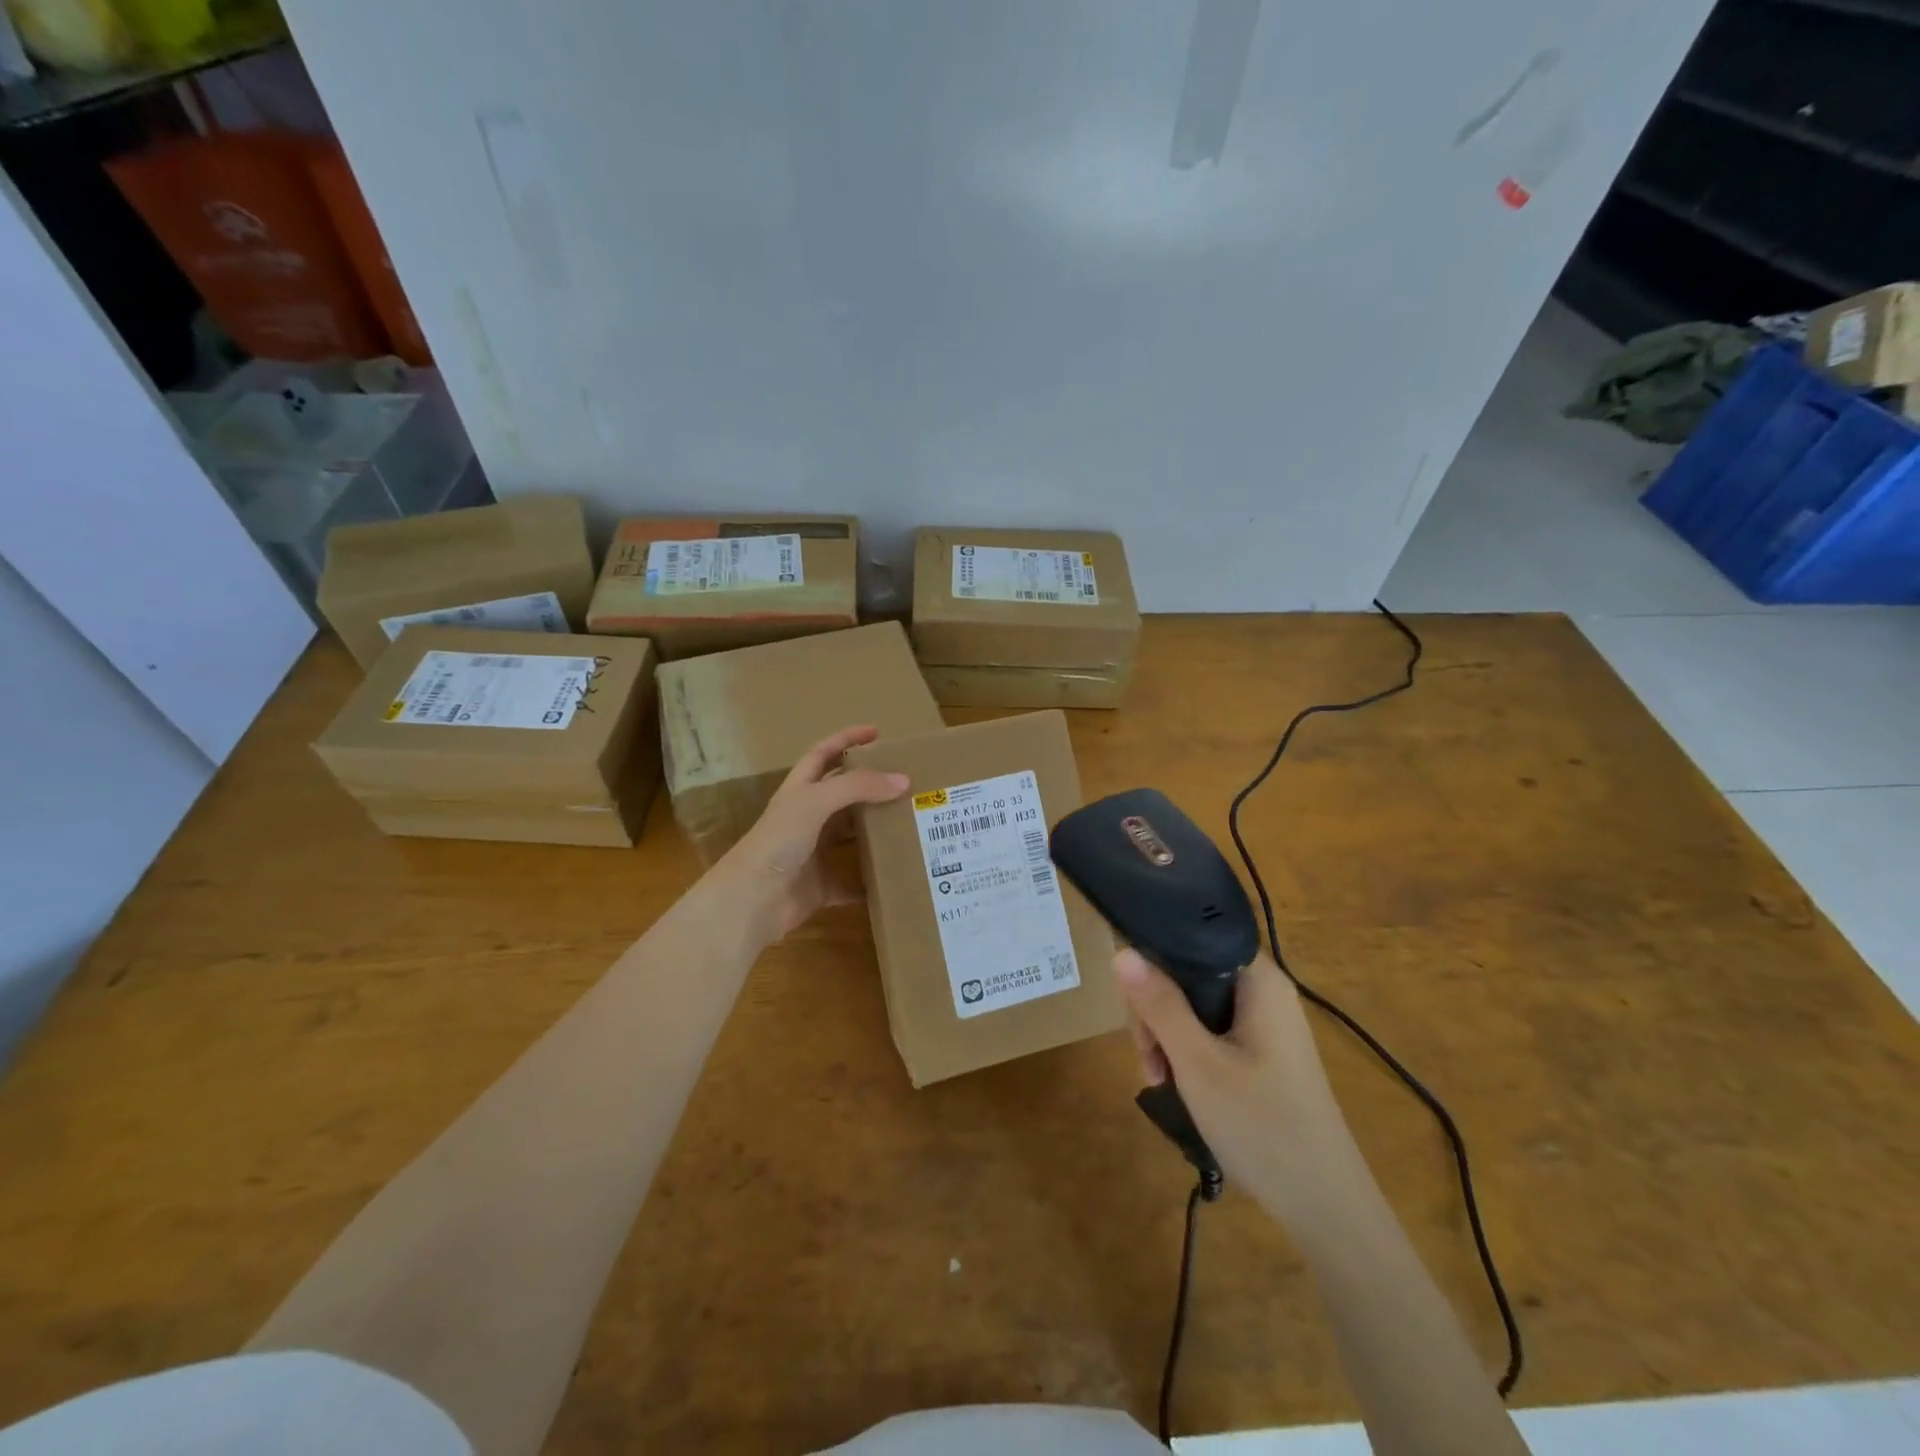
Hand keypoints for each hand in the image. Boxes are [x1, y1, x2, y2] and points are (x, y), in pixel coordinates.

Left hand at [717, 725, 909, 947]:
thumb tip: (903, 780)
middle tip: (905, 780)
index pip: (824, 754)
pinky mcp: (822, 886)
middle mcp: (807, 818)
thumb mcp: (815, 802)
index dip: (847, 739)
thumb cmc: (778, 841)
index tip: (877, 733)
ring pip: (850, 835)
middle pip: (842, 794)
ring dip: (875, 830)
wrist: (752, 900)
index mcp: (800, 791)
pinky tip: (897, 873)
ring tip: (910, 822)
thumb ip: (858, 786)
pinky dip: (871, 880)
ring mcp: (814, 852)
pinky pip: (852, 882)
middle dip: (870, 785)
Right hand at [1115, 950, 1358, 1220]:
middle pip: (1188, 974)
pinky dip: (1187, 1052)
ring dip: (1167, 1036)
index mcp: (1258, 979)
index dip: (1154, 959)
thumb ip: (1159, 1004)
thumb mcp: (1197, 1063)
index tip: (1132, 1001)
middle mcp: (1263, 991)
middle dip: (1156, 1009)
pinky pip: (1211, 1031)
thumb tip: (1121, 952)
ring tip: (1158, 1079)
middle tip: (1147, 1056)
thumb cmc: (1261, 1125)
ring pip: (1194, 1005)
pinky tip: (1177, 1084)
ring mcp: (1265, 1023)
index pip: (1192, 938)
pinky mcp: (1262, 1051)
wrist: (1325, 1206)